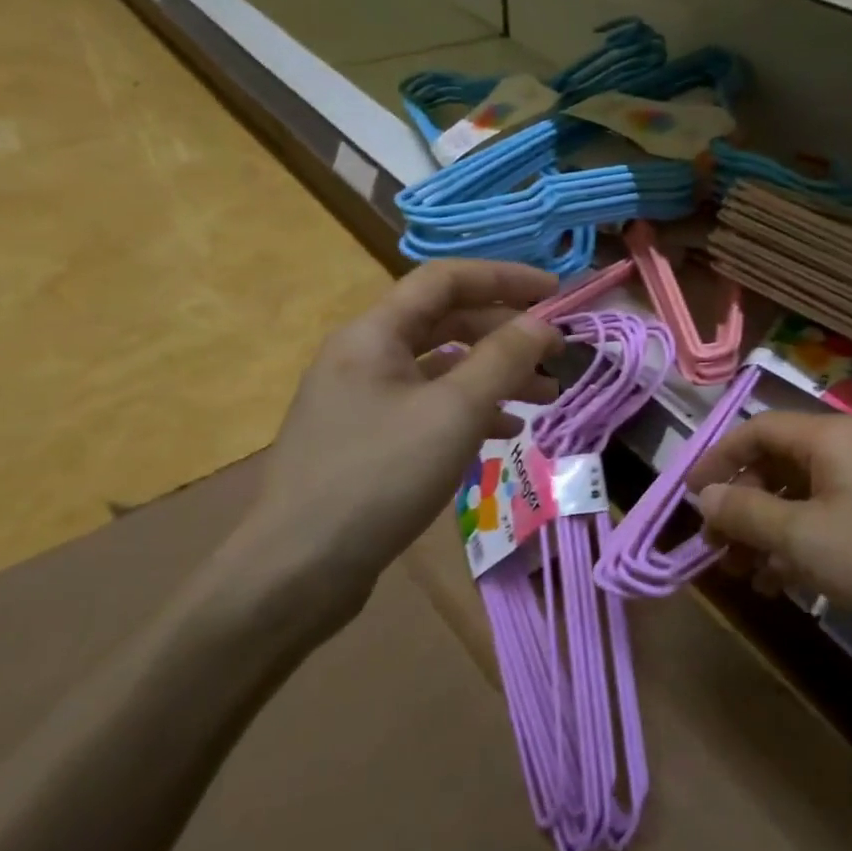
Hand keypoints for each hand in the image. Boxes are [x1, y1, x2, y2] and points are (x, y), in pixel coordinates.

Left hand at [210, 260, 562, 645]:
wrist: (295, 573)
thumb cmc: (379, 477)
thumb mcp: (454, 412)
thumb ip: (504, 358)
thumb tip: (543, 323)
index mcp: (374, 334)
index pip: (446, 279)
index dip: (505, 278)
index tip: (556, 293)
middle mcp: (364, 356)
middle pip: (446, 322)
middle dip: (506, 333)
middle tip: (556, 354)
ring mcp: (363, 400)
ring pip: (441, 369)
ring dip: (494, 375)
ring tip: (544, 398)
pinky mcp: (367, 440)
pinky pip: (428, 407)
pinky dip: (469, 412)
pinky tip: (504, 434)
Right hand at [685, 412, 851, 657]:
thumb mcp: (804, 537)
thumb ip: (747, 514)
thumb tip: (704, 498)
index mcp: (826, 437)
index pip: (755, 430)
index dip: (717, 459)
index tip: (689, 497)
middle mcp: (844, 450)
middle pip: (774, 465)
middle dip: (740, 506)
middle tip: (715, 548)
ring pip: (797, 498)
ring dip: (765, 532)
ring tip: (743, 575)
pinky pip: (824, 520)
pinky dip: (797, 546)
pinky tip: (781, 585)